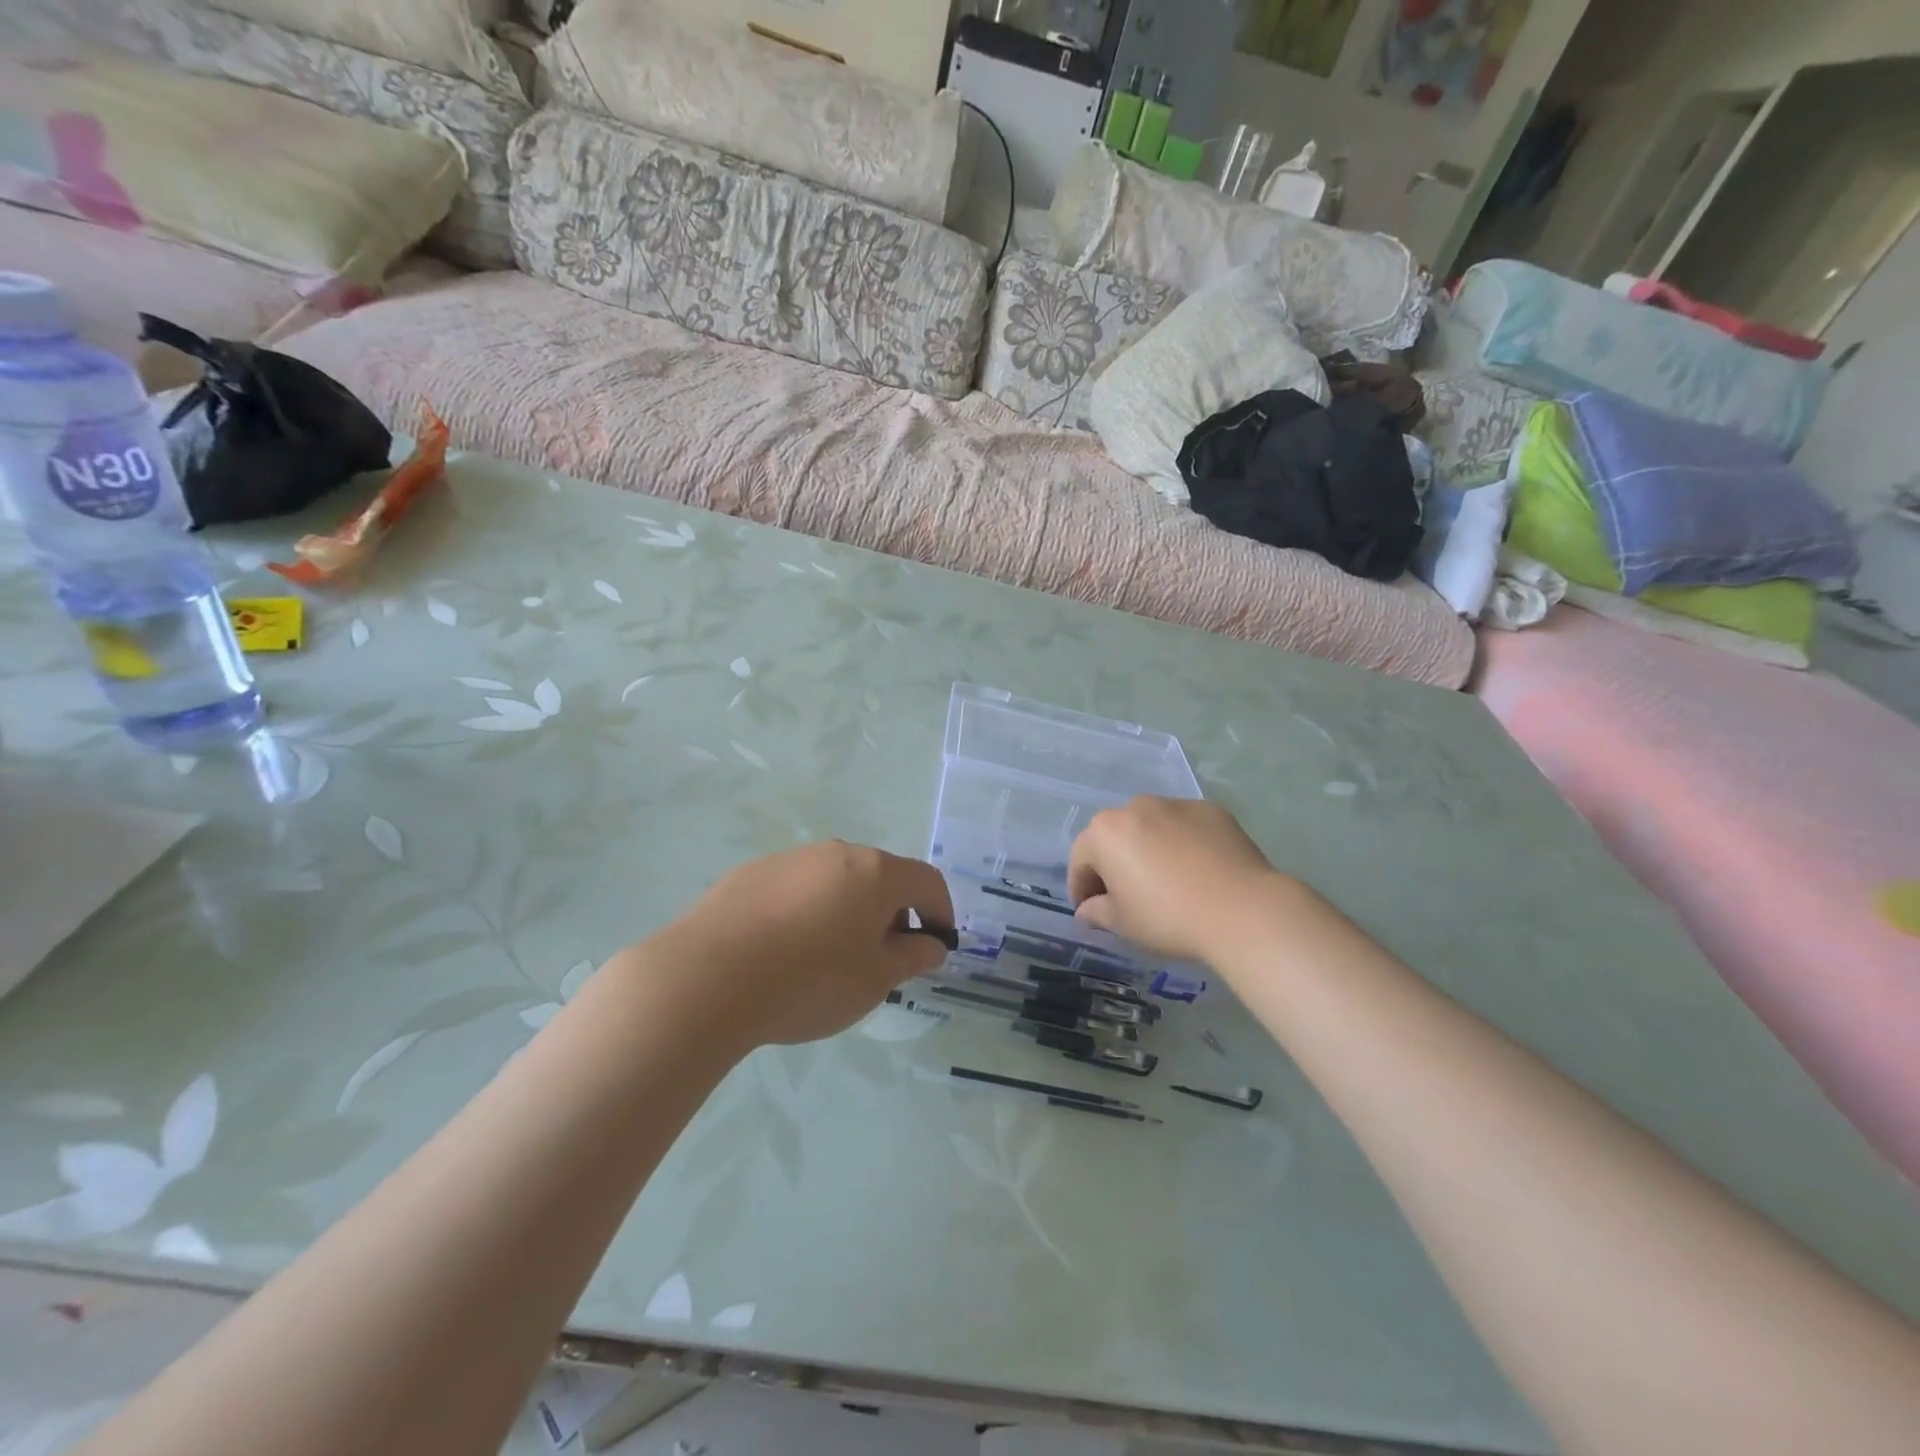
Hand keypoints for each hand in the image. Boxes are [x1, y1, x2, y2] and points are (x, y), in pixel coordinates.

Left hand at [645, 842, 954, 1048]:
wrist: (707, 978)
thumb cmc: (809, 981)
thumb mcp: (875, 980)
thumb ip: (911, 957)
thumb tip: (931, 944)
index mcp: (875, 872)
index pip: (927, 882)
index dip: (941, 913)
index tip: (936, 947)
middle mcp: (836, 853)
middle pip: (881, 877)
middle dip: (892, 914)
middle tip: (883, 960)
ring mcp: (790, 859)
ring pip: (836, 881)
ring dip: (848, 911)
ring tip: (830, 960)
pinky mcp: (751, 873)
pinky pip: (796, 889)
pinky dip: (807, 912)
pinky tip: (785, 952)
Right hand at [1068, 797, 1285, 963]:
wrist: (1242, 910)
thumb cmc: (1169, 917)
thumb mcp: (1123, 924)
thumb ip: (1096, 912)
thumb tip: (1087, 910)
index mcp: (1105, 832)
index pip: (1080, 860)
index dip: (1081, 888)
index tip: (1091, 911)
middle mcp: (1135, 807)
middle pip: (1114, 837)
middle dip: (1113, 863)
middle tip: (1125, 896)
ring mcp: (1176, 804)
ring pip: (1150, 827)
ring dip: (1147, 848)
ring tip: (1164, 881)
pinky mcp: (1210, 810)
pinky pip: (1184, 826)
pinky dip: (1182, 843)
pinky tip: (1197, 871)